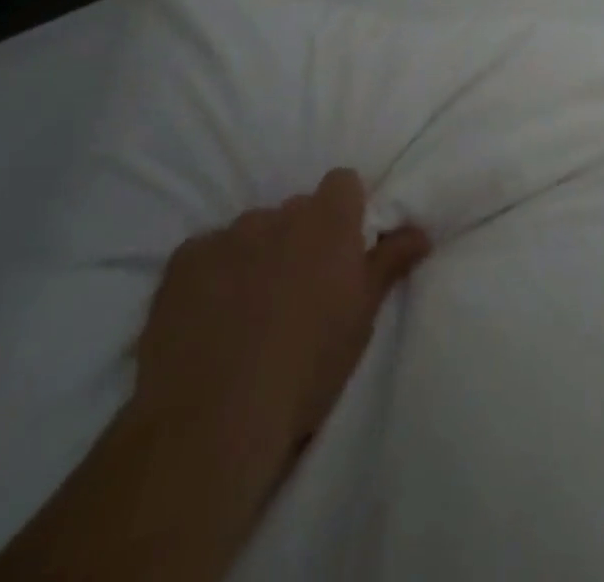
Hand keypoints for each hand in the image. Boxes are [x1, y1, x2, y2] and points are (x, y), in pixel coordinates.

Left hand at [130, 169, 430, 492]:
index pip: (342, 183)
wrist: (215, 420)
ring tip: (247, 311)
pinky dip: (211, 275)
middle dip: (299, 239)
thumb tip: (421, 230)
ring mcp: (227, 235)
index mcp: (329, 221)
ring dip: (255, 256)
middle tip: (297, 290)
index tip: (342, 250)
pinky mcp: (182, 262)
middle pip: (296, 211)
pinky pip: (205, 253)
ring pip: (251, 233)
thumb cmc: (308, 366)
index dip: (344, 211)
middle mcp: (280, 215)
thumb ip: (390, 262)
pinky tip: (207, 317)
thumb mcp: (362, 316)